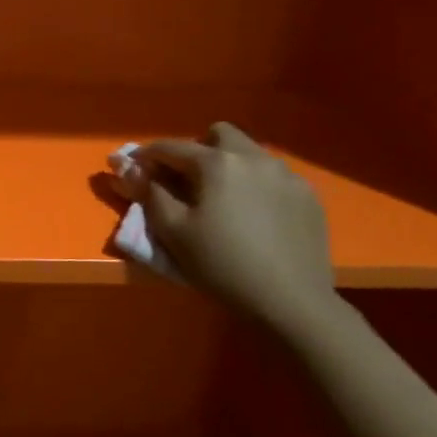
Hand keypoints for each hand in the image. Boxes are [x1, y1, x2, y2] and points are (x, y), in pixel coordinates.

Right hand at [119, 122, 336, 326]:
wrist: (292, 302)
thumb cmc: (223, 265)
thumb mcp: (174, 232)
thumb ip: (149, 193)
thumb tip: (128, 167)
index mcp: (217, 163)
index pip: (171, 147)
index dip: (147, 155)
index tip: (134, 167)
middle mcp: (253, 157)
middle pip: (219, 134)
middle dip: (198, 149)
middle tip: (188, 181)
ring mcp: (286, 175)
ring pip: (250, 153)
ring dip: (229, 166)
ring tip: (223, 200)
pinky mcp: (308, 196)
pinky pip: (274, 176)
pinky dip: (256, 185)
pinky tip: (255, 216)